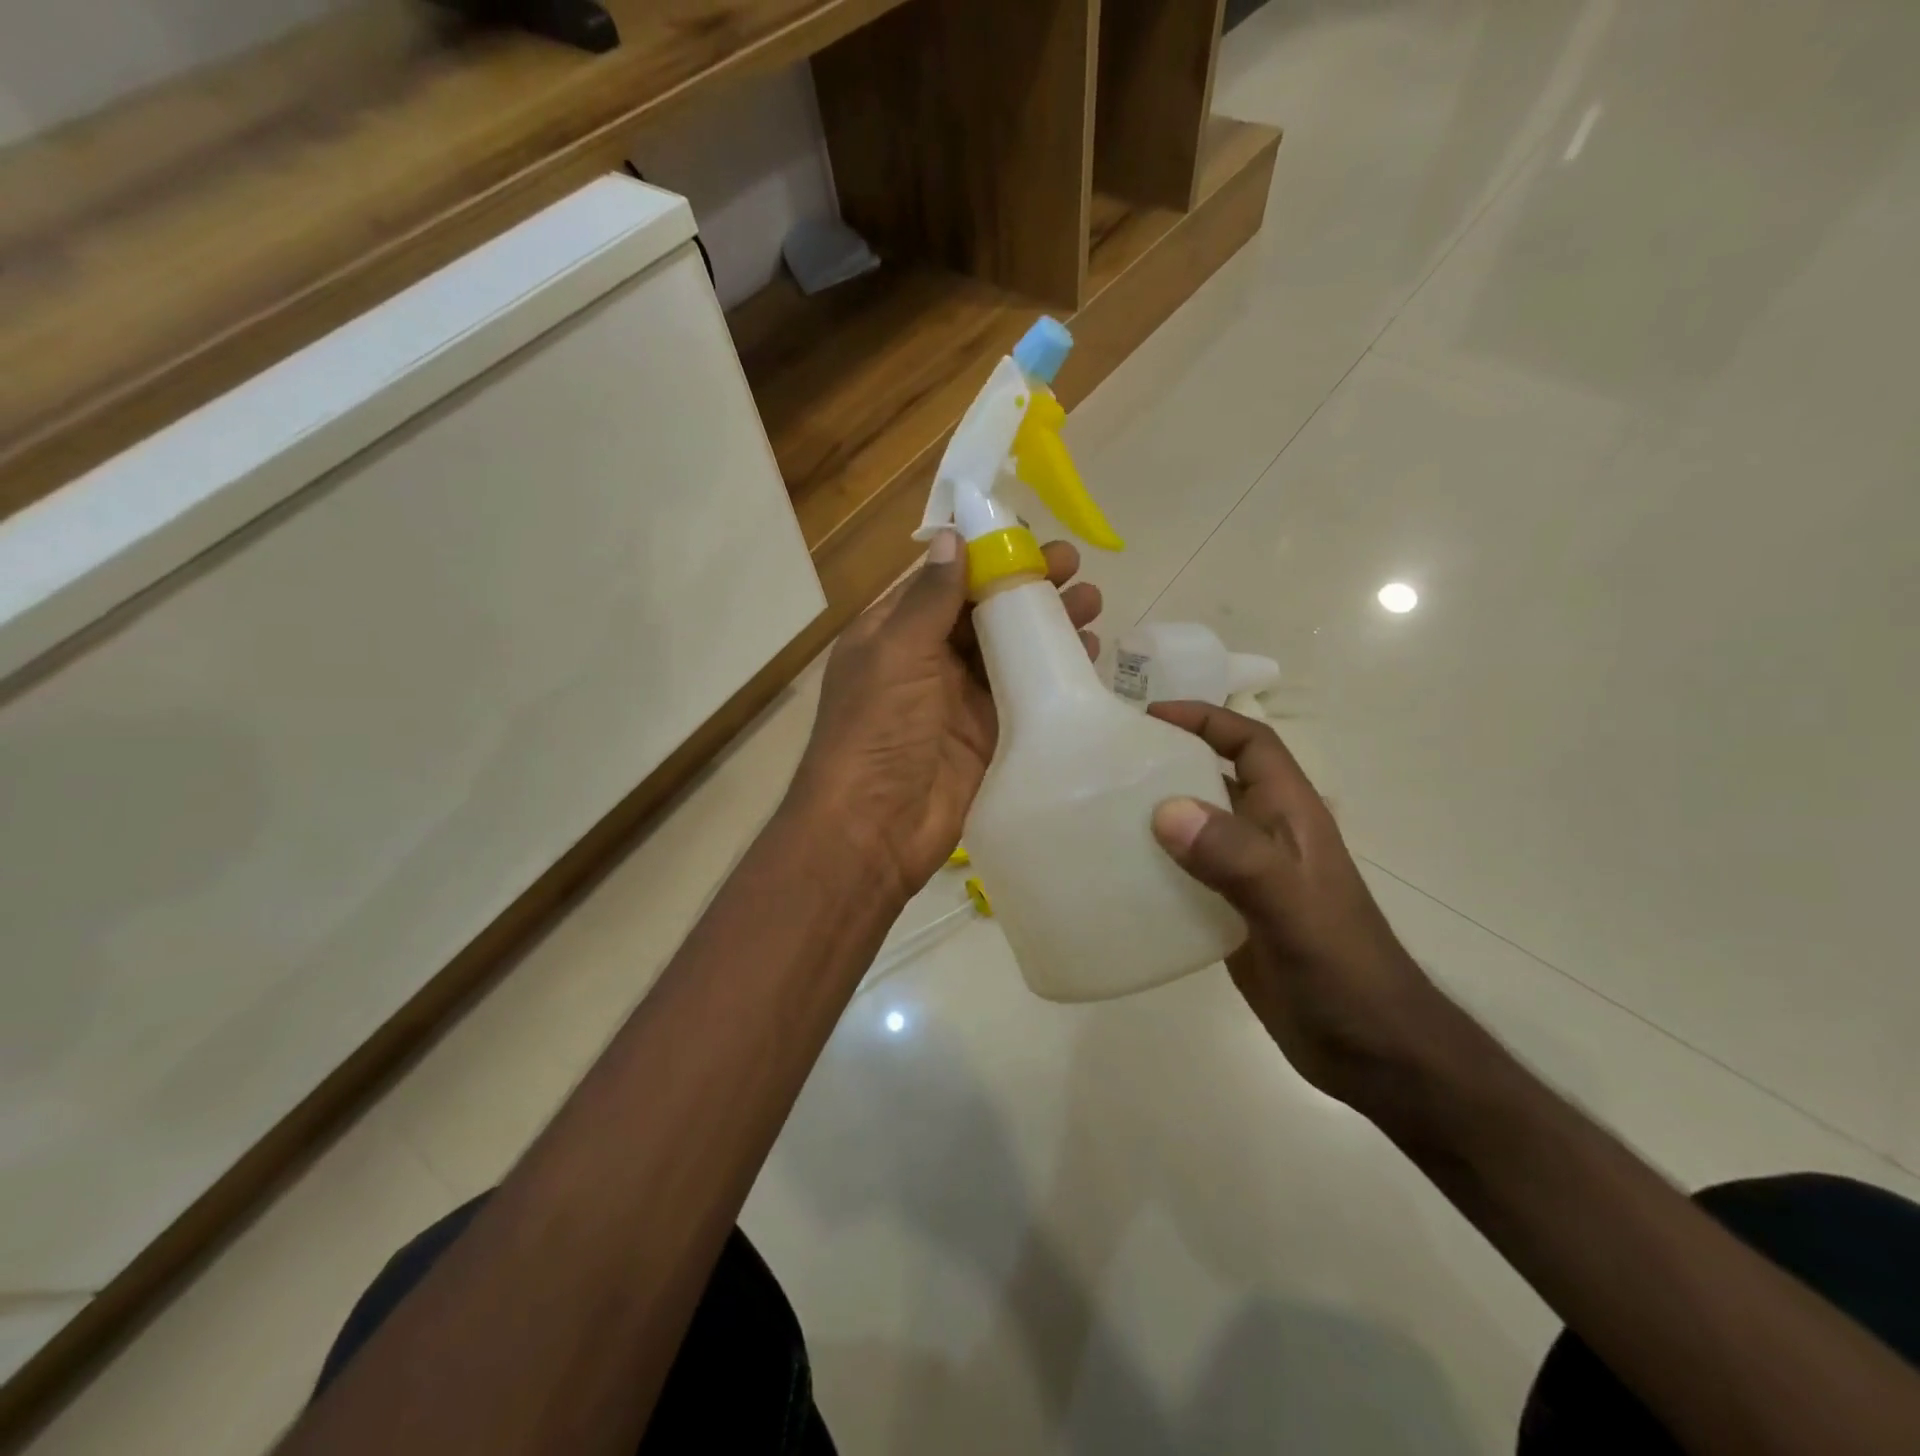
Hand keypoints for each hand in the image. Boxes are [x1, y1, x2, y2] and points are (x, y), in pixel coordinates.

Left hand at [789, 531, 1101, 903]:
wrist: (875, 827)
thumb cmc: (876, 730)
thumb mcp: (896, 653)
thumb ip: (929, 599)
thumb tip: (952, 537)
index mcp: (892, 633)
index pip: (943, 580)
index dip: (984, 554)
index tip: (1029, 535)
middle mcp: (925, 659)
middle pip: (982, 611)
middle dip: (1026, 585)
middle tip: (1074, 565)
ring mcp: (958, 698)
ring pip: (1009, 648)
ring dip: (1047, 623)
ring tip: (1093, 601)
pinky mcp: (988, 732)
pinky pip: (1024, 691)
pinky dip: (1053, 670)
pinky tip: (1087, 651)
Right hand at [1147, 702, 1448, 1108]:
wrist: (1372, 1051)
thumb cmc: (1342, 969)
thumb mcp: (1291, 907)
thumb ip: (1236, 857)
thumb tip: (1165, 809)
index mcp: (1291, 816)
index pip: (1251, 744)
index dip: (1206, 719)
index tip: (1150, 716)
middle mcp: (1268, 837)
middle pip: (1216, 777)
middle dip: (1170, 760)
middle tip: (1109, 761)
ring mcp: (1250, 878)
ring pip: (1198, 825)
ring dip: (1157, 812)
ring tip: (1101, 810)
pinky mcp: (1232, 914)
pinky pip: (1186, 873)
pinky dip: (1155, 864)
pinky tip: (1119, 874)